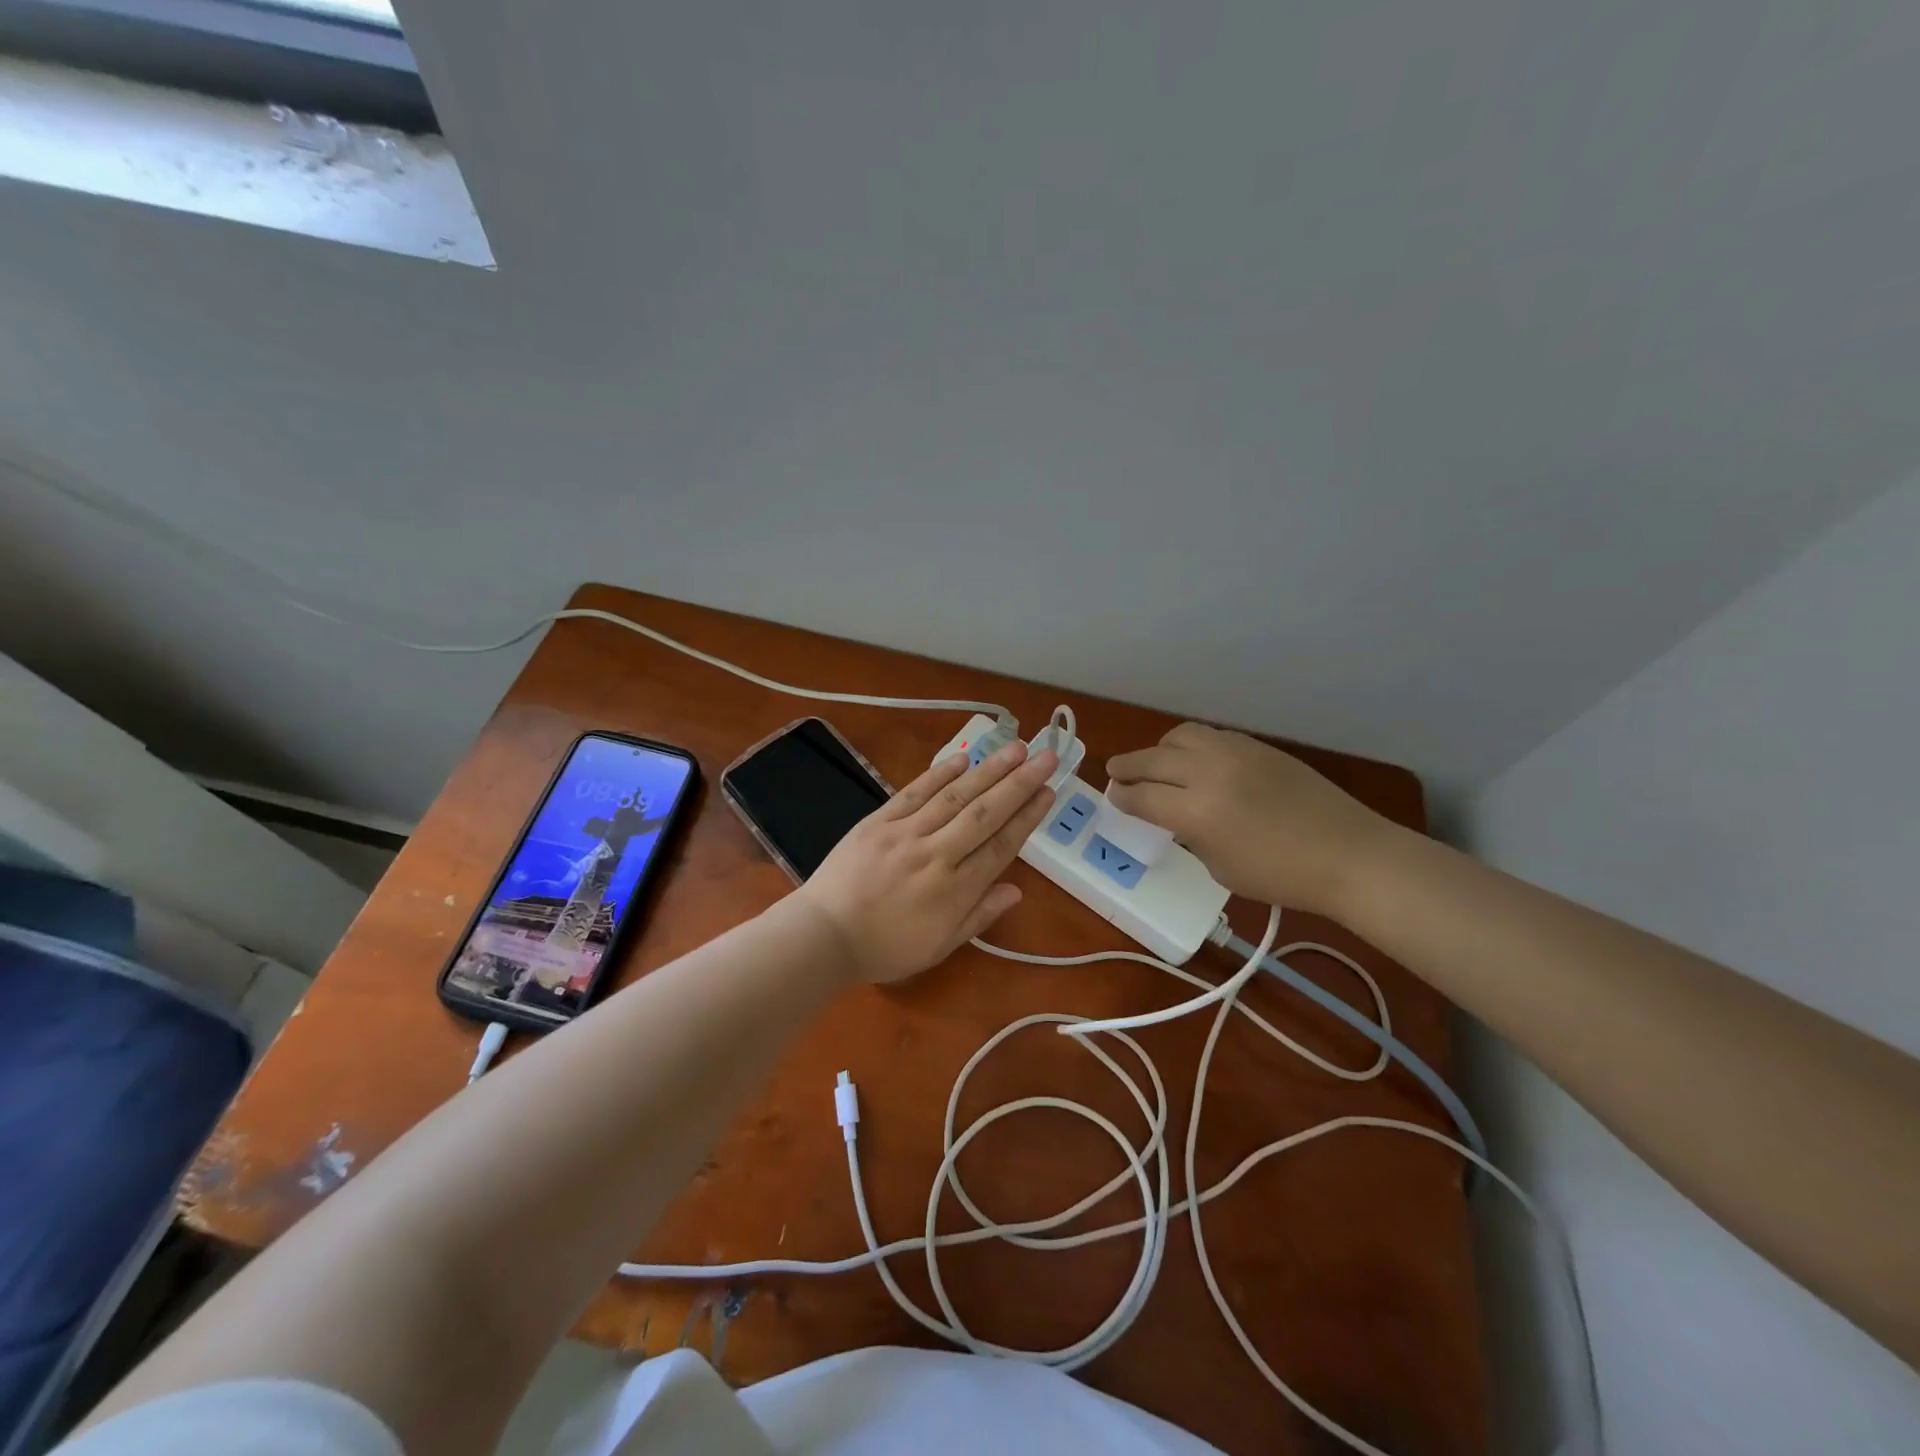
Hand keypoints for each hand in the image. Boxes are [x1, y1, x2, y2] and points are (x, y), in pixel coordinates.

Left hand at [796, 740, 1058, 984]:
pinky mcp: (878, 821)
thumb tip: (1018, 890)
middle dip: (1019, 783)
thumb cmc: (884, 948)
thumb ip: (979, 916)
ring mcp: (905, 834)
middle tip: (1046, 757)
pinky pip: (913, 792)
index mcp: (955, 891)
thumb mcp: (939, 947)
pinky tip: (963, 758)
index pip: (1001, 846)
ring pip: (955, 797)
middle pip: (985, 814)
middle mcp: (936, 855)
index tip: (1049, 792)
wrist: (823, 936)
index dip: (1028, 818)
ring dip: (988, 771)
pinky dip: (939, 774)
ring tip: (1015, 748)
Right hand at [1105, 722, 1397, 917]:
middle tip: (1115, 773)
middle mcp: (1209, 773)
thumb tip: (1177, 817)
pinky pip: (1211, 736)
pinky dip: (1192, 746)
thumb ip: (1191, 836)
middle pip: (1152, 760)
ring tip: (1156, 763)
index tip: (1113, 797)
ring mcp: (1235, 753)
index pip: (1143, 797)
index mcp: (1197, 813)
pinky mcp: (1257, 746)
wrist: (1348, 854)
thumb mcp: (1221, 868)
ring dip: (1159, 750)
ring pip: (1180, 736)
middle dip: (1127, 767)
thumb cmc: (1282, 876)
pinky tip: (1196, 762)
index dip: (1122, 798)